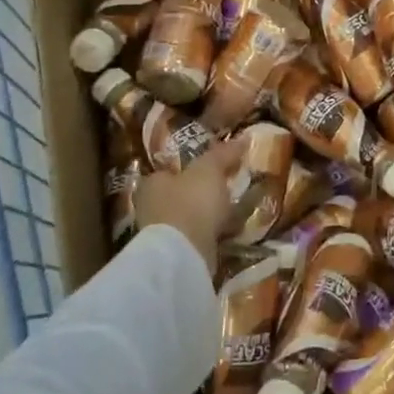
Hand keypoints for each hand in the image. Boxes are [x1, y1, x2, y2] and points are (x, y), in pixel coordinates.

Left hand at [134, 139, 246, 273]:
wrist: (184, 255)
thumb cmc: (191, 203)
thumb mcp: (210, 170)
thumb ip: (223, 154)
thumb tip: (242, 138)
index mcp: (153, 182)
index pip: (171, 169)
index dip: (191, 167)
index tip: (214, 168)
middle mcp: (151, 206)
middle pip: (179, 194)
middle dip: (199, 192)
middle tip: (225, 188)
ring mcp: (161, 234)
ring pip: (188, 217)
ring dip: (206, 215)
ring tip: (232, 210)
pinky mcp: (174, 254)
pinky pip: (196, 237)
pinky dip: (210, 234)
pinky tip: (228, 232)